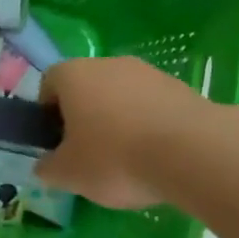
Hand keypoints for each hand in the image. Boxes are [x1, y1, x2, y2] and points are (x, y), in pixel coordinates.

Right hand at [35, 57, 202, 209]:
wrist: (192, 153)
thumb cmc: (114, 157)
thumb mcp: (68, 174)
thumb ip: (48, 168)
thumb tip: (46, 165)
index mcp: (72, 75)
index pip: (49, 84)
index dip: (48, 114)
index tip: (57, 143)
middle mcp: (108, 63)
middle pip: (87, 88)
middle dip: (84, 118)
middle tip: (88, 156)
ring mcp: (148, 73)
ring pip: (121, 96)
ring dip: (119, 122)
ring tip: (127, 162)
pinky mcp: (181, 88)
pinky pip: (152, 107)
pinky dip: (149, 127)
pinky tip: (156, 158)